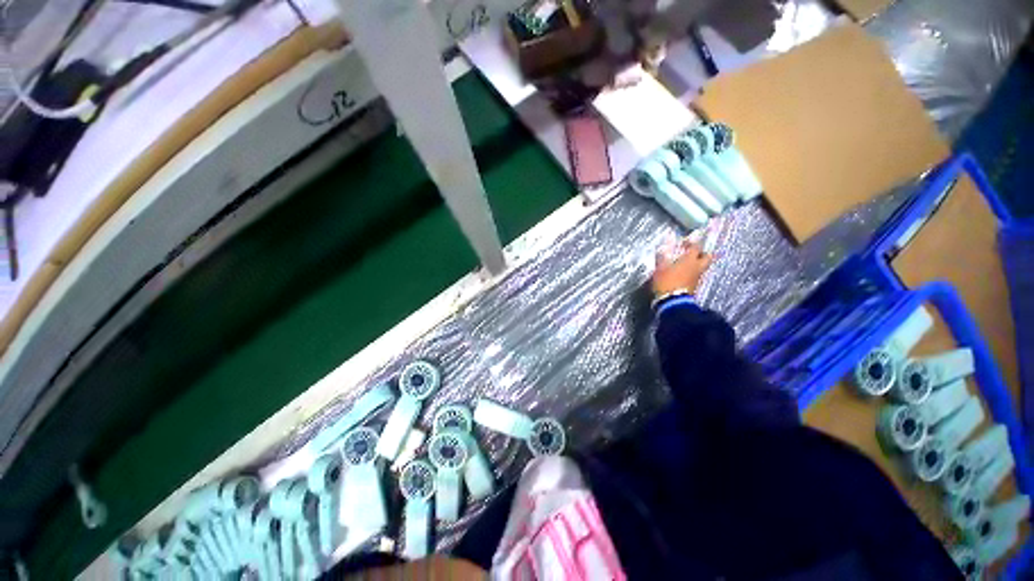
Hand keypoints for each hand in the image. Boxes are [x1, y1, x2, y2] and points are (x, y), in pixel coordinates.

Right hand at [653, 237, 713, 297]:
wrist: (672, 301)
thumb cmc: (666, 282)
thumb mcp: (660, 268)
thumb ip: (662, 257)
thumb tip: (663, 248)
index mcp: (689, 260)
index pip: (696, 246)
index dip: (691, 243)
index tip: (685, 242)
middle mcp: (697, 267)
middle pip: (707, 257)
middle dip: (702, 253)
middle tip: (693, 253)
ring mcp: (698, 277)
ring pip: (703, 266)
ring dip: (698, 263)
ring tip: (687, 264)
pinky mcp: (695, 286)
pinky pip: (697, 275)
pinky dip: (693, 273)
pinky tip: (685, 274)